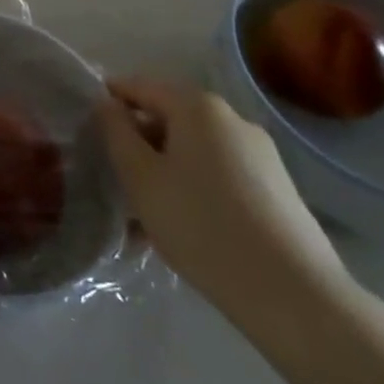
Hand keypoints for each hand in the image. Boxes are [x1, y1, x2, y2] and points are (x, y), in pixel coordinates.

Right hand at [102, 80, 355, 344]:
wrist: (294, 296)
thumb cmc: (201, 225)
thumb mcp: (140, 177)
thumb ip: (116, 132)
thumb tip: (108, 105)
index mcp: (197, 106)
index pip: (139, 86)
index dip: (110, 102)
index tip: (88, 130)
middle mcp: (232, 119)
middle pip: (169, 118)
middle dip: (139, 144)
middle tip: (117, 181)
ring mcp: (261, 154)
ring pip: (194, 151)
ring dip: (166, 171)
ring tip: (146, 215)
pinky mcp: (278, 189)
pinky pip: (220, 174)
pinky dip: (195, 189)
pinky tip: (185, 228)